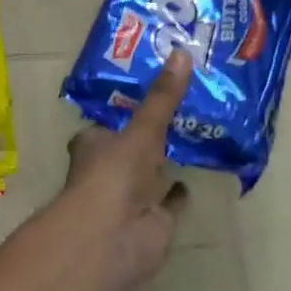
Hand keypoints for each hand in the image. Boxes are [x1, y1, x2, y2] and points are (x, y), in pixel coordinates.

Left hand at [60, 50, 193, 290]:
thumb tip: (183, 52)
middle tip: (185, 104)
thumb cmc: (114, 175)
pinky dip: (178, 193)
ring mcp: (133, 197)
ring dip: (167, 159)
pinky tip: (192, 179)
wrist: (113, 238)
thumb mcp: (141, 130)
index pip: (111, 120)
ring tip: (195, 133)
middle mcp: (111, 168)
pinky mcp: (155, 221)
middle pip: (134, 145)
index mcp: (95, 143)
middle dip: (152, 131)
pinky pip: (170, 202)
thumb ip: (163, 98)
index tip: (156, 86)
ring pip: (153, 173)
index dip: (130, 106)